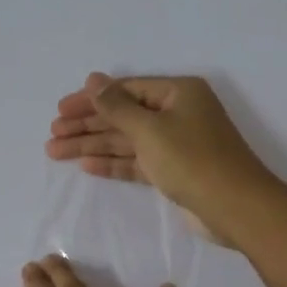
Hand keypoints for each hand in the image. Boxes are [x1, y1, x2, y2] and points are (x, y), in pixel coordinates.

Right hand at [45, 73, 278, 244]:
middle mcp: (177, 113)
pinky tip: (86, 165)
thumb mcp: (150, 129)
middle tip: (52, 135)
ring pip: (126, 140)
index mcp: (177, 93)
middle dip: (86, 125)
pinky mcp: (173, 171)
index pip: (125, 90)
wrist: (234, 207)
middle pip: (123, 115)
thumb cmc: (192, 160)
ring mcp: (175, 143)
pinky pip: (136, 161)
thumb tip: (94, 79)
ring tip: (55, 152)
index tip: (60, 111)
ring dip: (92, 145)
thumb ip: (117, 106)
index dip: (90, 100)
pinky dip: (112, 163)